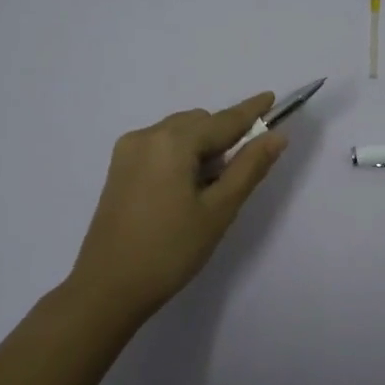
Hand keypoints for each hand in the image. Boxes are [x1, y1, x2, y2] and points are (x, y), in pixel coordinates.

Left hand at [68, 92, 287, 319]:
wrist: (108, 288)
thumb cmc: (170, 250)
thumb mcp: (218, 210)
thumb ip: (249, 167)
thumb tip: (276, 136)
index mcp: (172, 142)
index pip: (223, 120)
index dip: (251, 111)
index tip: (271, 96)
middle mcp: (147, 135)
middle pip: (199, 123)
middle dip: (224, 137)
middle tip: (241, 171)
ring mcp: (128, 151)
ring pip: (179, 133)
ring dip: (202, 147)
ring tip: (211, 188)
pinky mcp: (119, 169)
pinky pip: (160, 147)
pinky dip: (181, 156)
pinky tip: (187, 189)